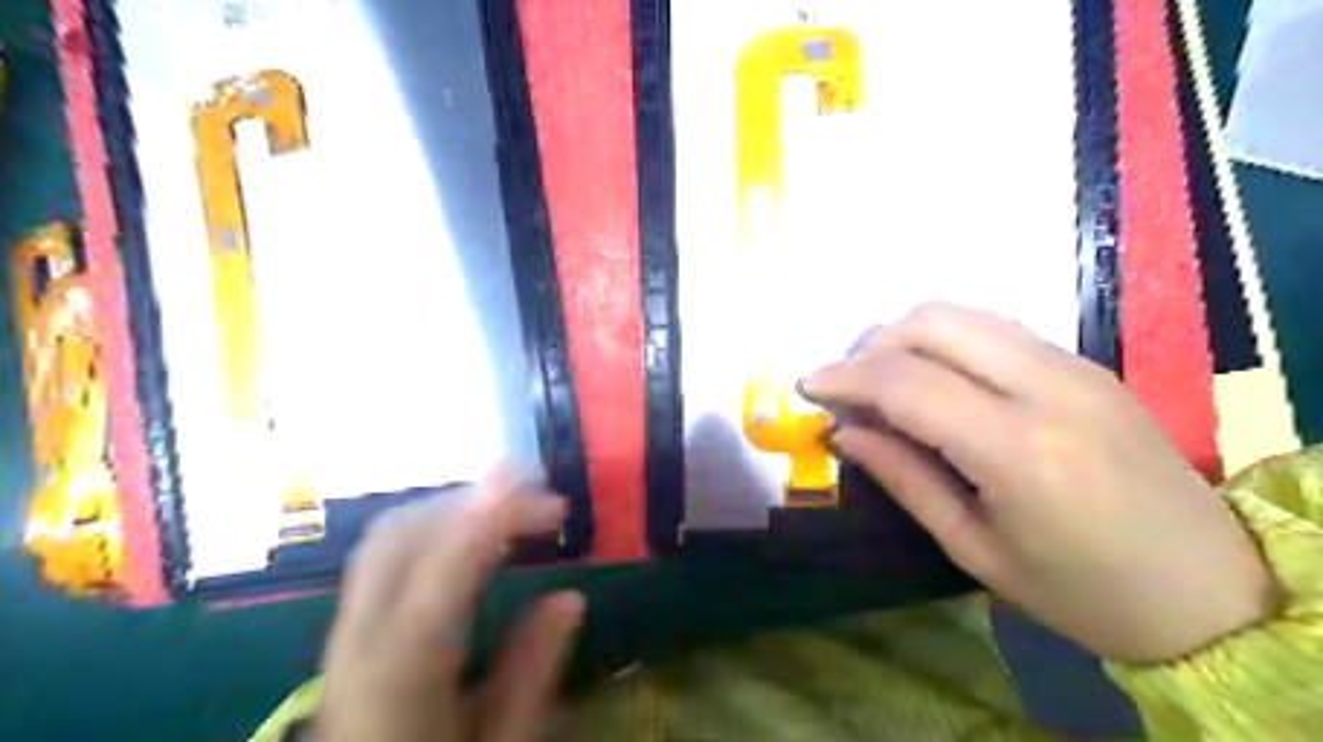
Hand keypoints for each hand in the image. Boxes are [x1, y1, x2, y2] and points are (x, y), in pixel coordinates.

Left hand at [310, 471, 582, 741]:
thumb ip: (531, 671)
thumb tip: (569, 597)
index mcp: (401, 670)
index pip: (445, 565)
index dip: (495, 517)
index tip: (549, 497)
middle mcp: (360, 637)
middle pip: (402, 532)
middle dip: (472, 499)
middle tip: (536, 497)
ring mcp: (346, 631)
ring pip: (388, 535)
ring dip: (451, 508)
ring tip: (511, 509)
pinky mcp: (349, 632)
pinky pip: (385, 555)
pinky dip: (432, 528)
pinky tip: (470, 539)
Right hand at [799, 305, 1277, 662]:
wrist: (1210, 591)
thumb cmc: (1082, 592)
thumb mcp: (974, 548)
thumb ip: (904, 479)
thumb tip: (844, 434)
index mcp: (1017, 447)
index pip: (905, 381)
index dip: (843, 378)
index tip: (807, 388)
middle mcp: (1047, 385)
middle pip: (933, 322)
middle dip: (871, 344)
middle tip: (845, 385)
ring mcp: (1074, 365)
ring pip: (964, 313)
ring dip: (906, 335)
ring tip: (881, 380)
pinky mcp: (1086, 363)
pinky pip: (994, 329)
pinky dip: (946, 341)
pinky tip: (933, 380)